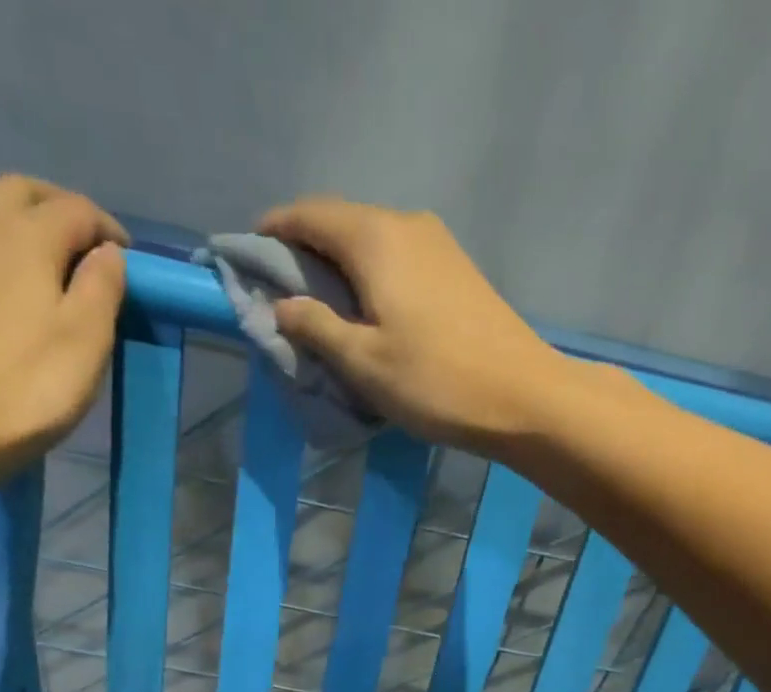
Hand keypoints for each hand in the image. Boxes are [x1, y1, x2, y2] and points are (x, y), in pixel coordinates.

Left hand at [0, 175, 128, 470]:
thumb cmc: (26, 389)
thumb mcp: (86, 343)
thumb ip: (102, 289)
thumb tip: (109, 253)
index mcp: (27, 235)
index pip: (77, 211)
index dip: (109, 232)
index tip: (128, 262)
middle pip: (23, 190)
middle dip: (61, 209)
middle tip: (85, 248)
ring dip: (10, 206)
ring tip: (30, 240)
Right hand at [257, 197, 568, 452]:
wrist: (522, 397)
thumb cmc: (435, 382)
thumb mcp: (363, 362)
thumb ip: (316, 328)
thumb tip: (284, 306)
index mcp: (374, 237)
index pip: (308, 215)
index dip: (273, 233)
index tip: (249, 261)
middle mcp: (406, 224)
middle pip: (341, 224)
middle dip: (305, 252)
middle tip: (282, 295)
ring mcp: (438, 245)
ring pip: (372, 242)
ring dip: (340, 268)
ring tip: (322, 310)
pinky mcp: (457, 270)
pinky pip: (398, 260)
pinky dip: (371, 278)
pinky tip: (367, 313)